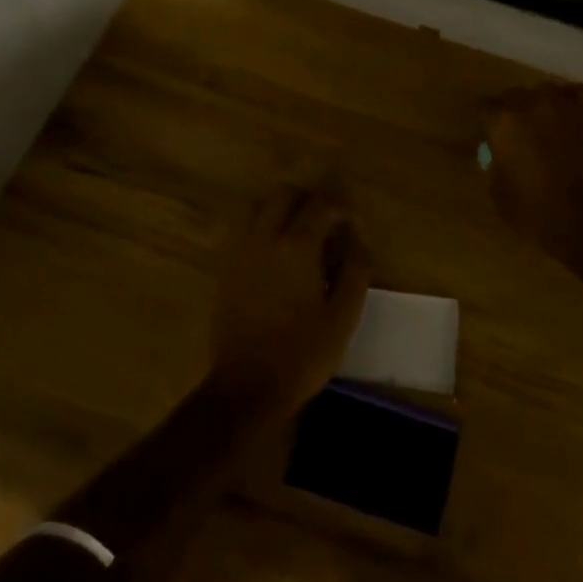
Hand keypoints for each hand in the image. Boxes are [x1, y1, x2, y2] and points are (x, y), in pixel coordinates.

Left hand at [210, 176, 373, 419]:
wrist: (246, 388)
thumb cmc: (302, 354)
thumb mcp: (344, 315)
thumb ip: (355, 269)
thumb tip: (357, 240)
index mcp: (296, 246)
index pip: (320, 206)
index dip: (340, 210)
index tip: (352, 226)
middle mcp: (263, 238)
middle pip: (283, 194)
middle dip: (308, 200)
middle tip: (326, 222)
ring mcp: (239, 251)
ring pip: (257, 206)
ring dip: (280, 209)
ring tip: (300, 233)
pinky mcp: (225, 268)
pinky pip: (242, 229)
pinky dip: (261, 226)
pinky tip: (276, 253)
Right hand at [485, 81, 582, 261]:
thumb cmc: (538, 212)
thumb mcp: (500, 193)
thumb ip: (496, 165)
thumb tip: (500, 155)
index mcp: (504, 120)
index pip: (484, 108)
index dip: (485, 123)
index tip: (486, 135)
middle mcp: (533, 103)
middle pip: (515, 96)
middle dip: (512, 112)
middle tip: (513, 133)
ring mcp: (566, 107)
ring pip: (547, 94)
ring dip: (541, 107)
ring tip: (542, 126)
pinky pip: (574, 105)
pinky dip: (568, 114)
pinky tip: (567, 128)